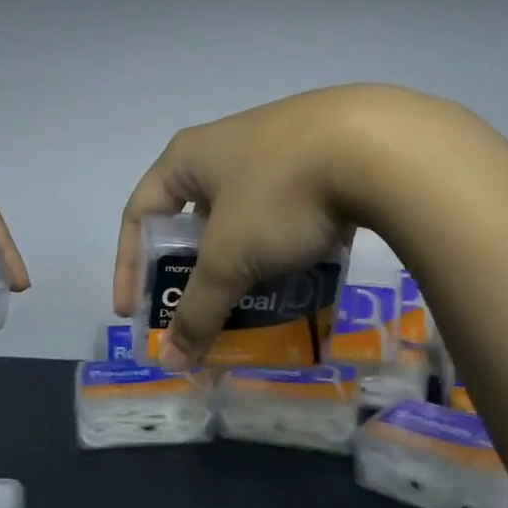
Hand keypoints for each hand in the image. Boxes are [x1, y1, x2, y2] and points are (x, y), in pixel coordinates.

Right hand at [113, 85, 439, 369]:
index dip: (130, 266)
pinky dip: (282, 250)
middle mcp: (226, 146)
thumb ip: (198, 310)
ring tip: (254, 306)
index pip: (140, 214)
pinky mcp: (321, 158)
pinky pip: (286, 213)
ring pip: (245, 220)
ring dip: (243, 266)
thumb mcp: (230, 258)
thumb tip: (170, 361)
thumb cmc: (278, 194)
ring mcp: (277, 148)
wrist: (377, 146)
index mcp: (189, 158)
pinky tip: (300, 278)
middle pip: (194, 221)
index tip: (136, 314)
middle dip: (196, 274)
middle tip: (201, 314)